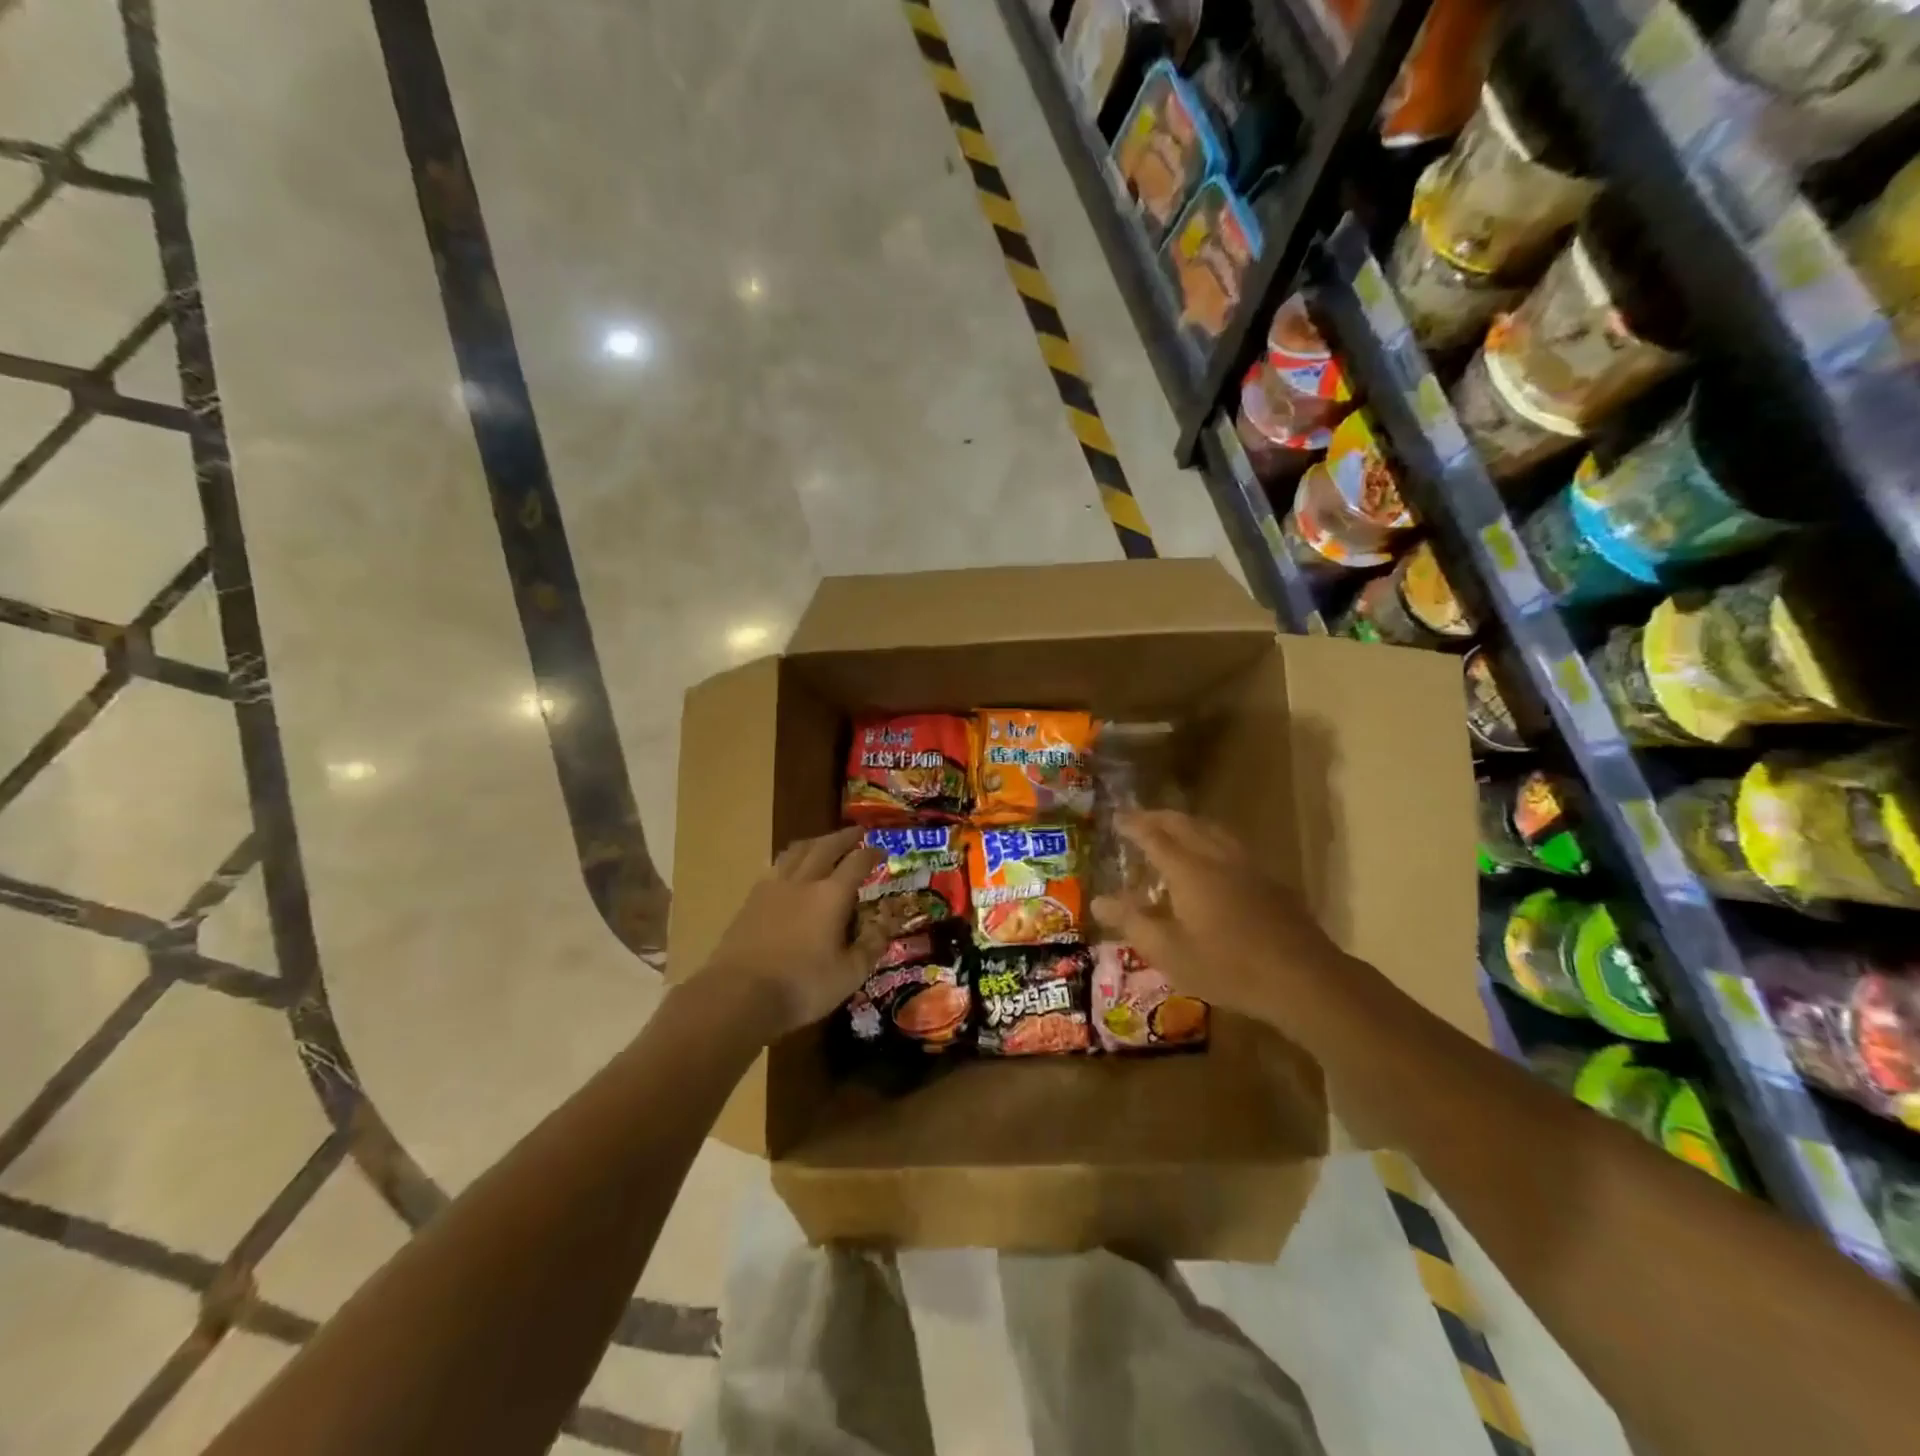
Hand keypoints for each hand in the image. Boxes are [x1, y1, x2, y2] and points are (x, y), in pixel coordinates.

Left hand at [701, 827, 886, 1038]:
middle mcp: (803, 882)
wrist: (737, 995)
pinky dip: (791, 860)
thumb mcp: (849, 974)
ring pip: (796, 851)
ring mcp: (772, 888)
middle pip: (825, 847)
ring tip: (823, 843)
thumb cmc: (801, 986)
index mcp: (831, 895)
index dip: (872, 854)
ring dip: (815, 842)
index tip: (882, 852)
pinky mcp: (750, 900)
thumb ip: (871, 945)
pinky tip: (790, 871)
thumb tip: (886, 923)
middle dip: (844, 837)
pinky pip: (775, 867)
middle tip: (857, 832)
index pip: (857, 863)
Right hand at [1091, 810, 1349, 1028]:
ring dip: (1187, 824)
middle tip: (1139, 818)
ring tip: (1173, 829)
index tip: (1116, 817)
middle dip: (1158, 817)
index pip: (1154, 836)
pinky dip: (1210, 840)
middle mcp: (1217, 857)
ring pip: (1212, 830)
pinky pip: (1231, 845)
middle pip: (1184, 824)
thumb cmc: (1227, 966)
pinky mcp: (1269, 881)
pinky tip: (1213, 859)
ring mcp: (1247, 866)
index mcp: (1188, 870)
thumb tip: (1098, 902)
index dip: (1133, 825)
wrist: (1302, 978)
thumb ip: (1132, 922)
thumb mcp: (1168, 952)